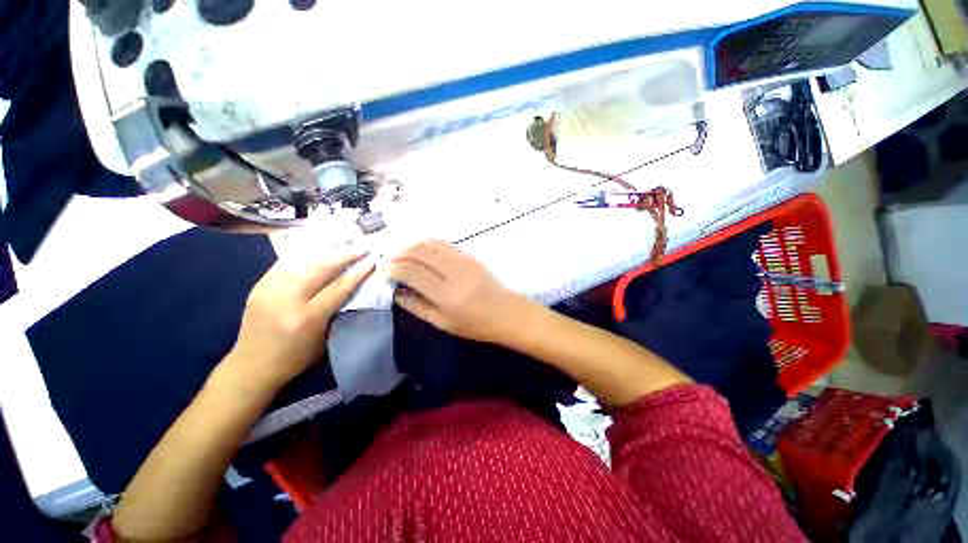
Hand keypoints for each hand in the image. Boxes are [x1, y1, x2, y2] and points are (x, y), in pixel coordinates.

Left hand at [224, 248, 374, 394]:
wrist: (251, 366)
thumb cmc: (295, 358)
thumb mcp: (324, 338)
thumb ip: (336, 310)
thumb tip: (349, 286)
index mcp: (308, 317)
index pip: (339, 287)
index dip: (358, 272)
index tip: (372, 260)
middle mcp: (288, 299)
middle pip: (321, 268)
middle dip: (344, 255)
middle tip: (361, 247)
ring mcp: (270, 290)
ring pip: (303, 262)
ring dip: (326, 253)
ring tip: (342, 246)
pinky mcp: (259, 286)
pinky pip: (286, 264)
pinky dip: (305, 257)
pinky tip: (317, 252)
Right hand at [386, 240, 530, 343]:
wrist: (506, 313)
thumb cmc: (475, 325)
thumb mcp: (443, 323)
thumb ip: (417, 306)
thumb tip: (396, 291)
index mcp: (446, 295)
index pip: (411, 272)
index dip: (392, 269)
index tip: (383, 271)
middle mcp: (453, 273)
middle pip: (418, 252)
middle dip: (399, 254)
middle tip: (391, 262)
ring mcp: (463, 261)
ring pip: (430, 244)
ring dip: (412, 247)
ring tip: (404, 256)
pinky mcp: (470, 256)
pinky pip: (444, 244)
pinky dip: (428, 245)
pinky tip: (422, 252)